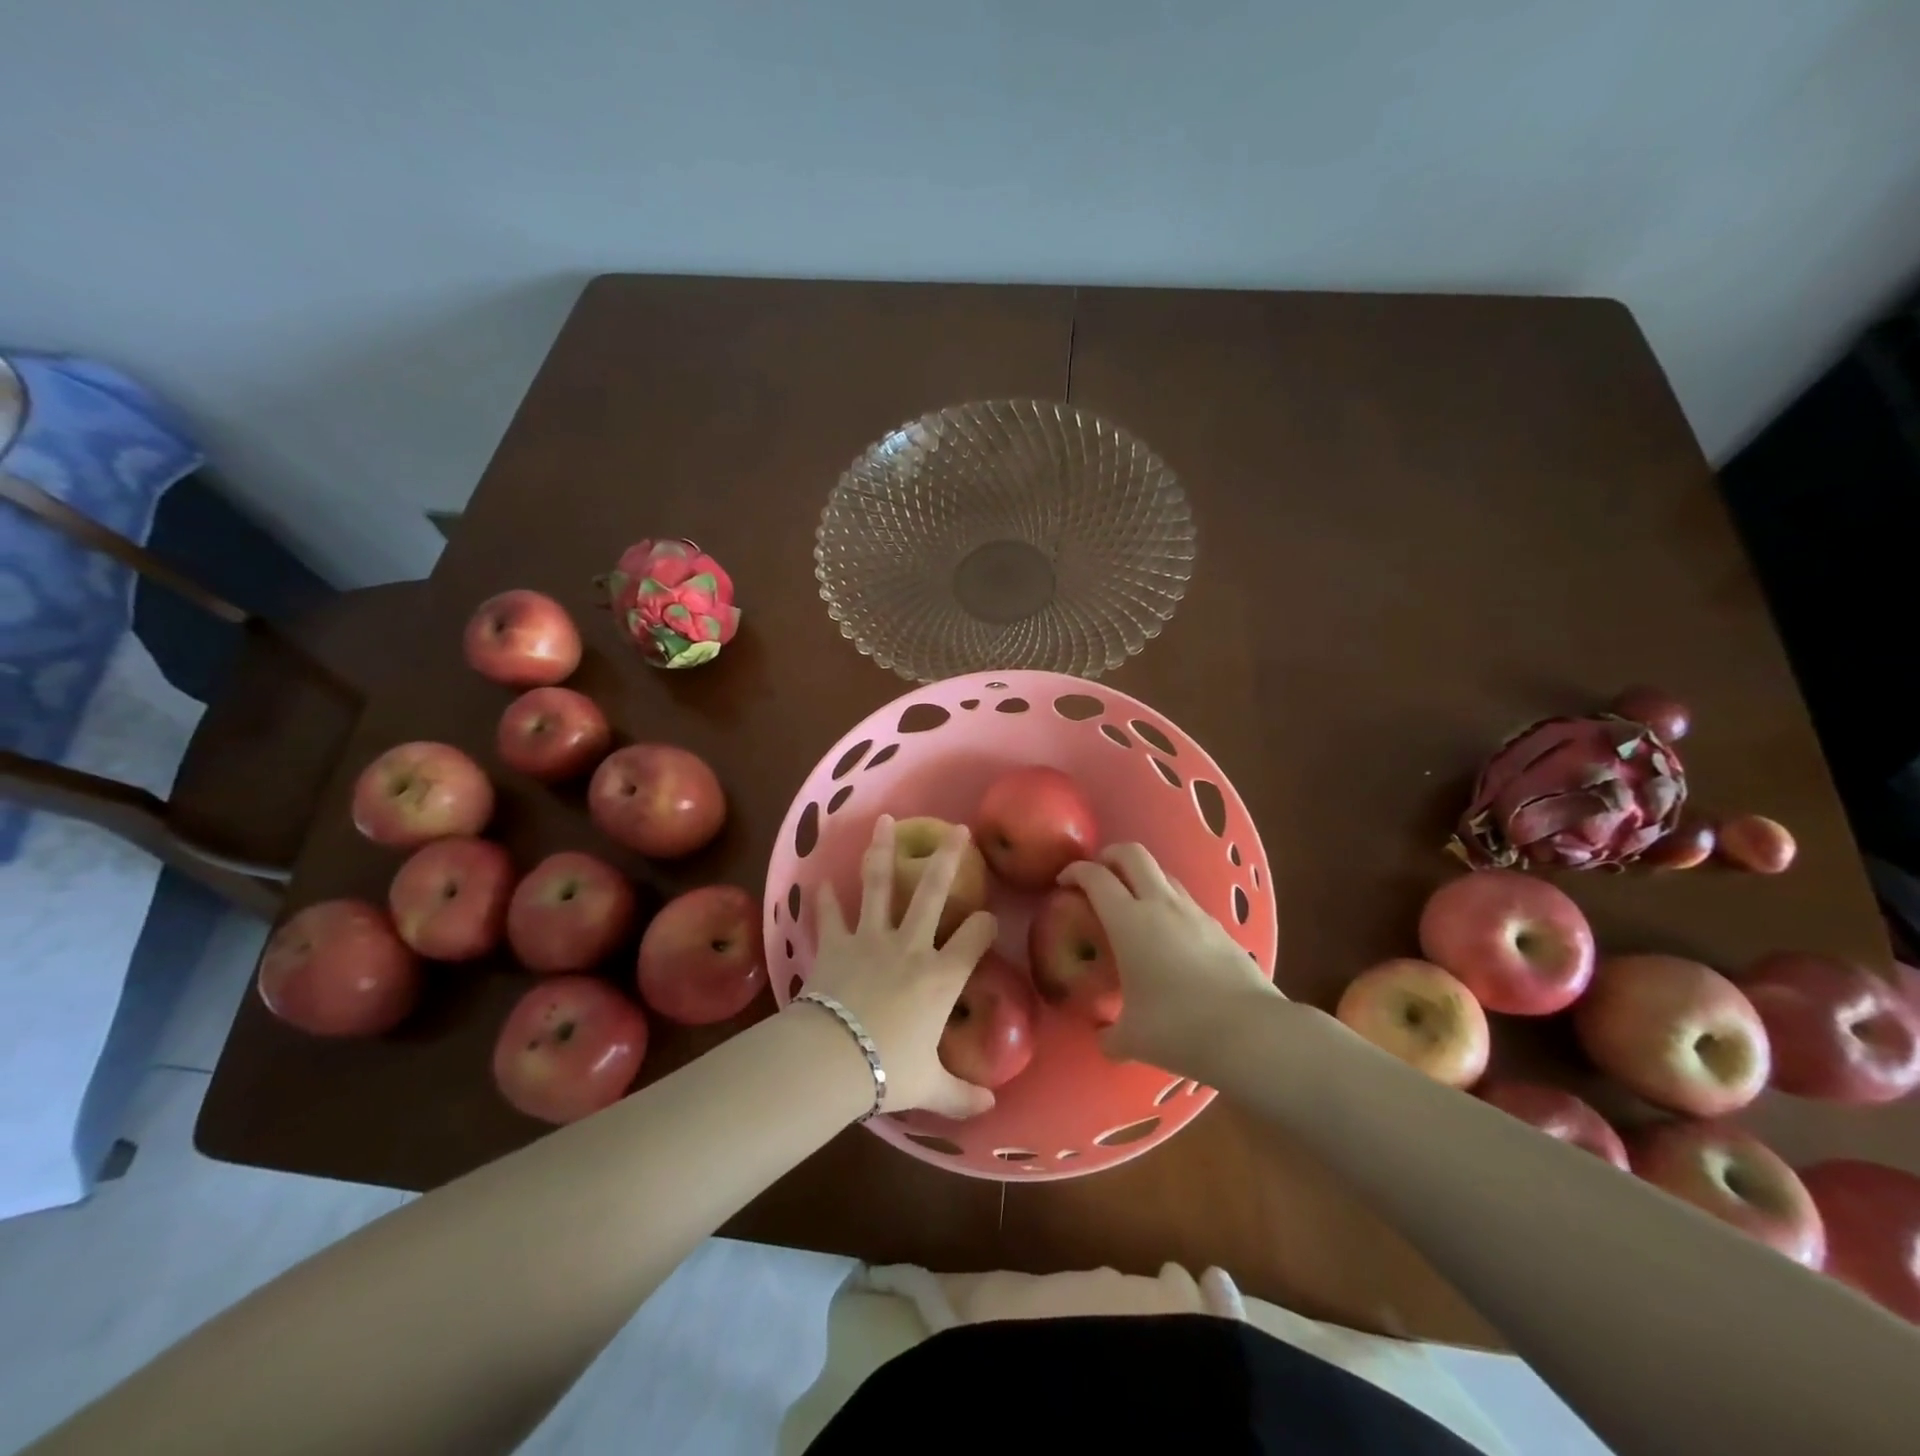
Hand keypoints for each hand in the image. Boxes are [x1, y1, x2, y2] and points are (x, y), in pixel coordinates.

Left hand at [804, 815, 998, 1118]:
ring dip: (882, 852)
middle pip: (933, 892)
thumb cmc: (890, 1069)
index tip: (987, 917)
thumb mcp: (931, 1087)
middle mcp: (911, 946)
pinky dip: (824, 899)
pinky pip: (830, 915)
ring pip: (878, 885)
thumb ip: (961, 1095)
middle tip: (958, 829)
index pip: (974, 938)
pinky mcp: (836, 944)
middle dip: (948, 858)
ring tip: (886, 821)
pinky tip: (821, 880)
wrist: (834, 1059)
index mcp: (941, 976)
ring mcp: (871, 939)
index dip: (984, 925)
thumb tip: (989, 1109)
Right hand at [1061, 843, 1283, 1071]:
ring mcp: (1194, 912)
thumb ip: (1110, 1034)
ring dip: (1142, 877)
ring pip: (1163, 873)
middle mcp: (1159, 904)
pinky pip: (1186, 900)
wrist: (1250, 1033)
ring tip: (1132, 904)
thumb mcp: (1132, 1039)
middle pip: (1132, 854)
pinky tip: (1168, 935)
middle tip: (1097, 876)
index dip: (1075, 872)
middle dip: (1109, 856)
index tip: (1063, 882)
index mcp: (1128, 921)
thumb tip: (1104, 1038)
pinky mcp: (1219, 926)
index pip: (1095, 877)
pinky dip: (1168, 903)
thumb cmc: (1178, 1028)